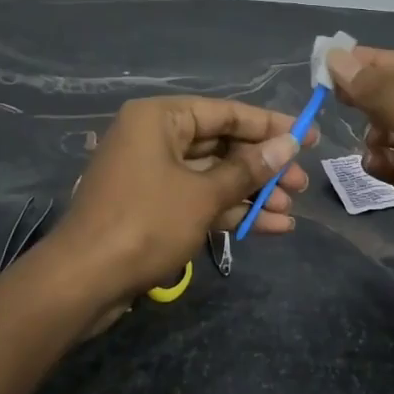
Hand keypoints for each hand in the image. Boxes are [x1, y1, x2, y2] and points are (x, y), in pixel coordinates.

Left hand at [45, 96, 314, 325]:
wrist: (83, 281)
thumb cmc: (145, 223)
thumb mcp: (203, 195)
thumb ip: (248, 169)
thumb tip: (288, 145)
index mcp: (160, 118)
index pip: (226, 113)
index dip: (270, 125)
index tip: (309, 137)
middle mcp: (154, 138)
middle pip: (221, 145)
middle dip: (263, 167)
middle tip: (302, 184)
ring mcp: (151, 174)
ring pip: (213, 176)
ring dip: (252, 193)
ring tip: (292, 209)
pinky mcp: (152, 207)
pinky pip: (198, 199)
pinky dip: (230, 211)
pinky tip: (270, 227)